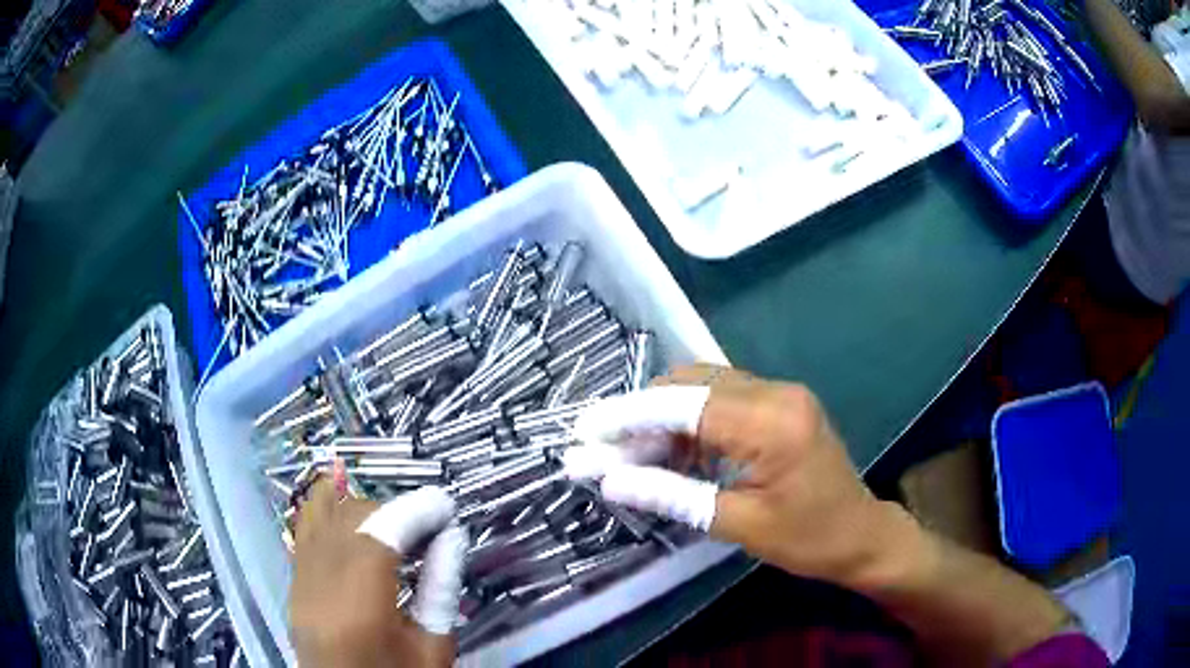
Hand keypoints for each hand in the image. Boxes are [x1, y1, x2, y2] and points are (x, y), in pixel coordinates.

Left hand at [290, 476, 465, 667]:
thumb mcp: (433, 649)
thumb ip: (441, 590)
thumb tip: (452, 537)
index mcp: (357, 611)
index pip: (377, 537)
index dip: (413, 512)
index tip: (445, 505)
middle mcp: (318, 586)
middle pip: (347, 519)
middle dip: (392, 510)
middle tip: (428, 526)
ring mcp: (298, 581)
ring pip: (320, 516)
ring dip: (360, 509)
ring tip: (393, 524)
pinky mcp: (292, 582)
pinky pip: (305, 531)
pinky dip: (330, 514)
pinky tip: (353, 517)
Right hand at [566, 364, 915, 588]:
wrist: (861, 534)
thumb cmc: (807, 539)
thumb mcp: (737, 524)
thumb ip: (671, 495)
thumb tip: (610, 481)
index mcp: (771, 422)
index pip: (684, 405)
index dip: (628, 416)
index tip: (585, 430)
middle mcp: (776, 392)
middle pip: (690, 384)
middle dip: (641, 415)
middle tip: (605, 450)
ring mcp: (781, 393)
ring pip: (704, 388)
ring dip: (663, 419)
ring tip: (632, 457)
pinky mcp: (781, 404)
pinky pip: (723, 400)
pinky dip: (690, 424)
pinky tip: (672, 454)